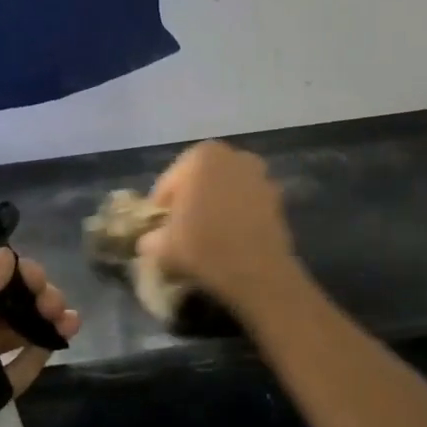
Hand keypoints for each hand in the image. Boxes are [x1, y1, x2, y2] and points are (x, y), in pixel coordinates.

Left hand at [0, 249, 79, 426]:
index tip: (39, 278)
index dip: (6, 270)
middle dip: (27, 295)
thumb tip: (3, 255)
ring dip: (36, 319)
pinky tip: (60, 344)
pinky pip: (9, 366)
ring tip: (71, 321)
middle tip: (58, 303)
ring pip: (3, 331)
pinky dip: (34, 351)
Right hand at [138, 141, 303, 312]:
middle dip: (189, 201)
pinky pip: (245, 203)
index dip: (161, 208)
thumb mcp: (162, 246)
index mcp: (201, 156)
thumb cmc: (204, 247)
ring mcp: (259, 174)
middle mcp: (232, 155)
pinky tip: (229, 239)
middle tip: (179, 231)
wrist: (258, 271)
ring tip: (205, 236)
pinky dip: (235, 215)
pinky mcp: (277, 196)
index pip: (169, 182)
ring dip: (214, 207)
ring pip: (224, 190)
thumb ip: (150, 237)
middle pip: (198, 180)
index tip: (158, 230)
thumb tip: (150, 239)